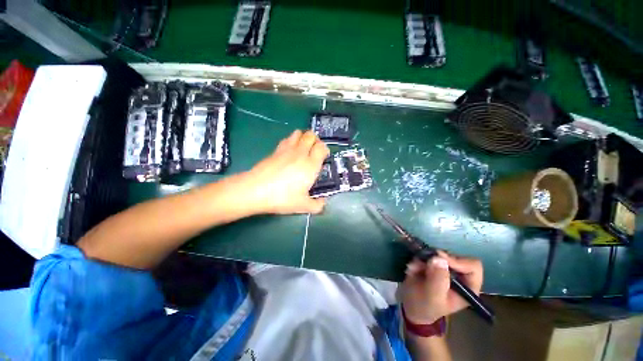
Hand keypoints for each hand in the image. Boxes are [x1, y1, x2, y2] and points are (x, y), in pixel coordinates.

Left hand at [244, 130, 329, 213]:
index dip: (325, 150)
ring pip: (298, 133)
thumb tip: (323, 202)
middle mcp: (301, 153)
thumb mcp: (303, 206)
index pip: (322, 147)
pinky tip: (289, 152)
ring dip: (303, 138)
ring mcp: (287, 149)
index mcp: (311, 165)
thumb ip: (317, 205)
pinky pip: (287, 139)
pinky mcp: (276, 150)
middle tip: (314, 151)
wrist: (256, 190)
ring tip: (303, 149)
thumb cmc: (283, 197)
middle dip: (315, 140)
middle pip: (311, 135)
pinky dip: (292, 141)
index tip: (323, 158)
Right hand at [401, 250, 482, 324]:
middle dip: (436, 259)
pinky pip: (426, 254)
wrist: (411, 306)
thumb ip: (438, 280)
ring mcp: (446, 268)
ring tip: (414, 269)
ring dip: (424, 259)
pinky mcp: (433, 263)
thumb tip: (439, 258)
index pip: (473, 266)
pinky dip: (418, 259)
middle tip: (422, 264)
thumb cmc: (425, 307)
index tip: (440, 259)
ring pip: (438, 253)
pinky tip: (412, 269)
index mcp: (468, 287)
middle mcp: (460, 275)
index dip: (458, 261)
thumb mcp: (432, 297)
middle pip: (454, 256)